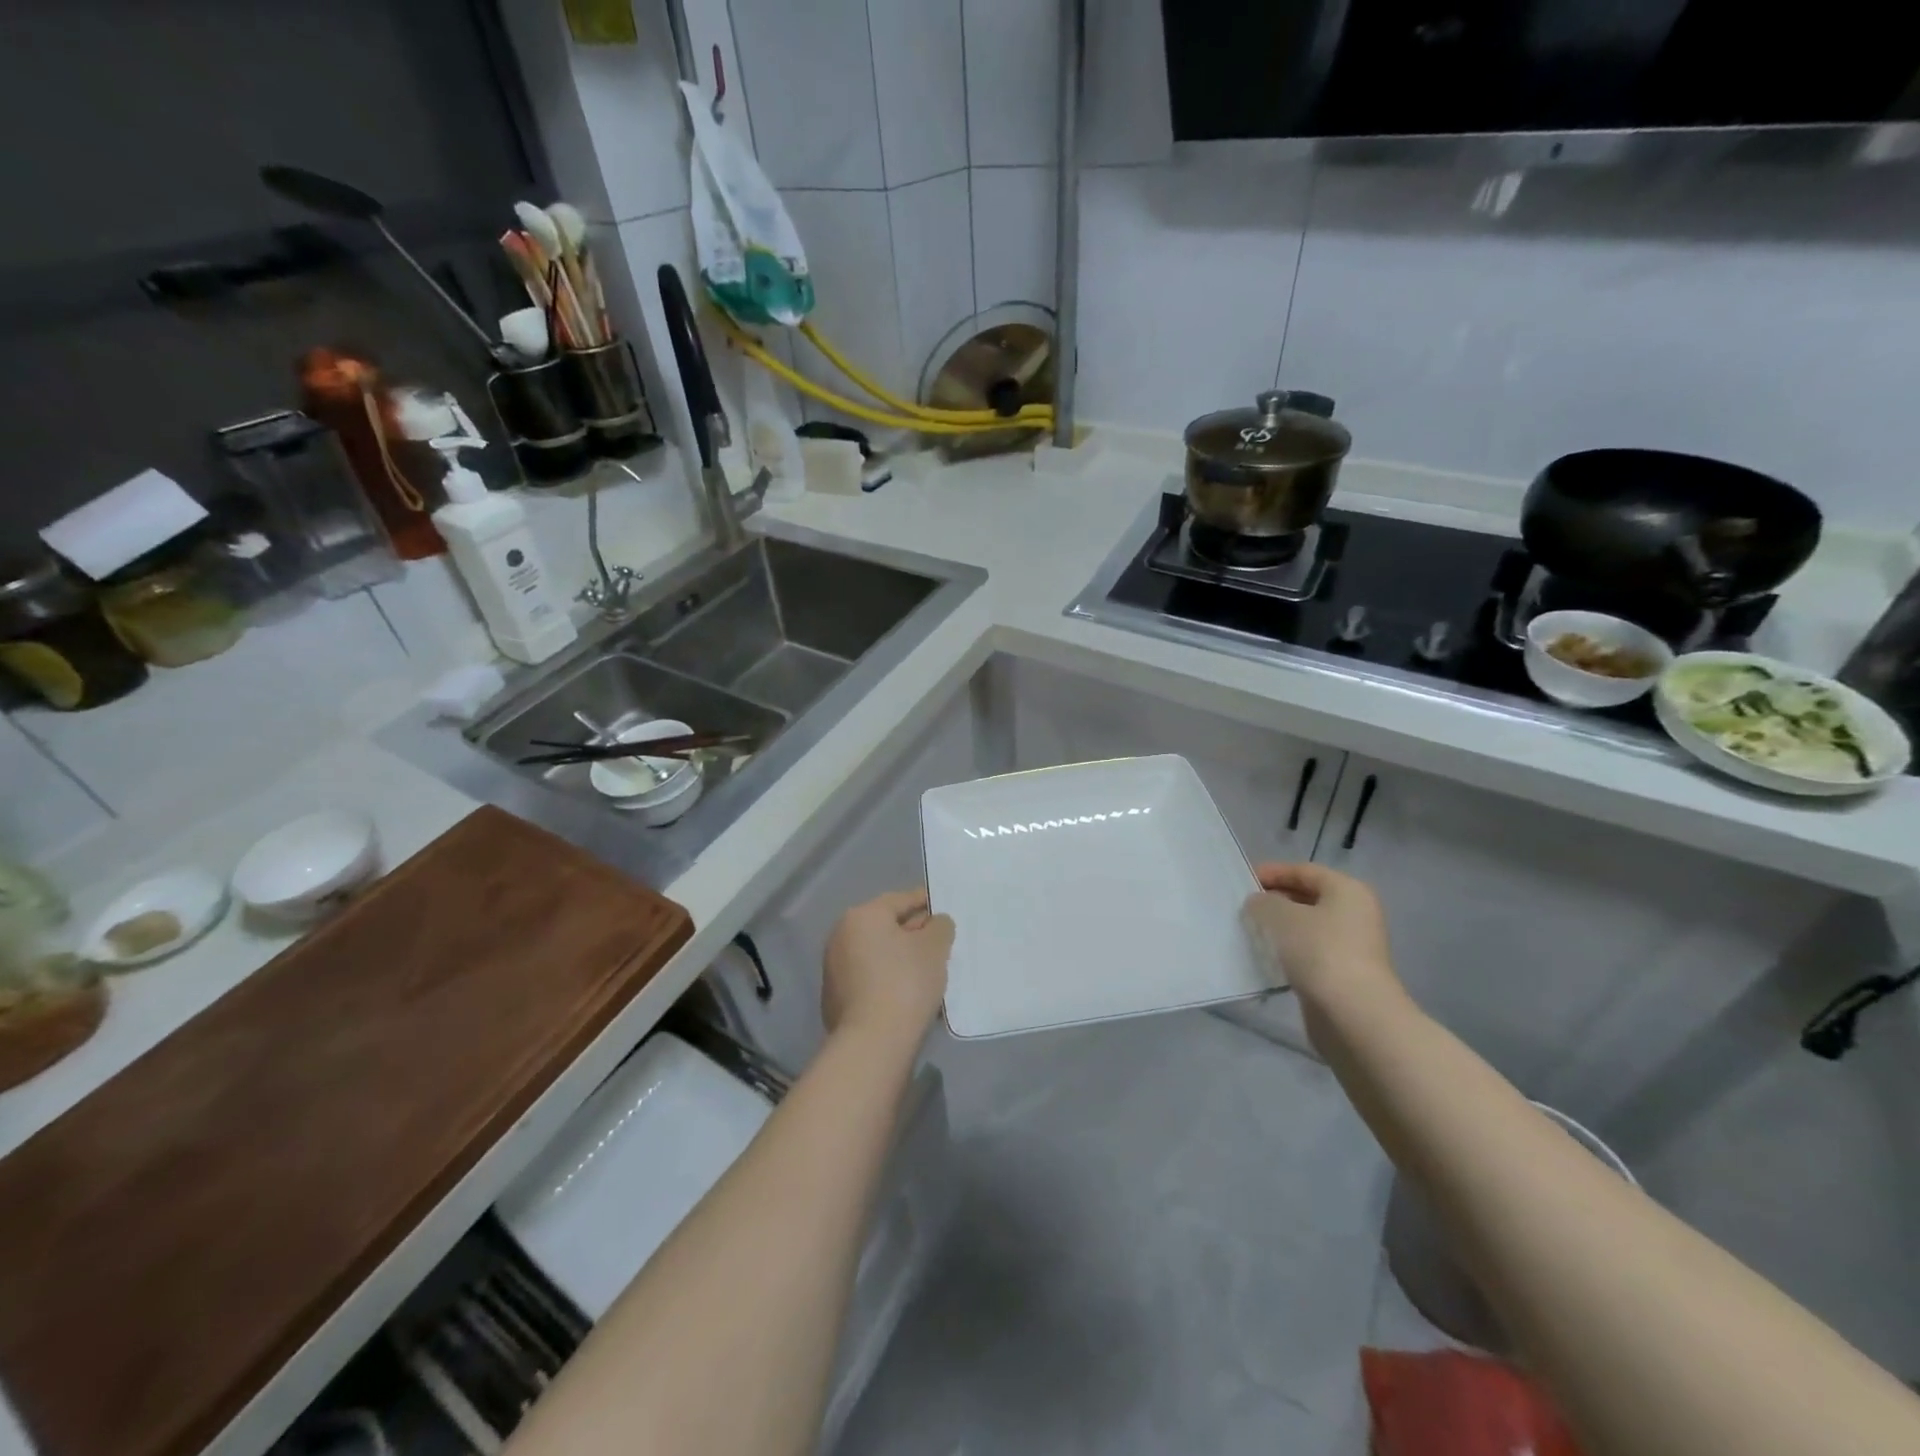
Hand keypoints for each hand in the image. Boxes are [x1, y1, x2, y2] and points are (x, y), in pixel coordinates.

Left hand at [822, 888, 953, 1045]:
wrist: (872, 1043)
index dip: (925, 901)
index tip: (944, 907)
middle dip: (914, 932)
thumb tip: (934, 923)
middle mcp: (841, 936)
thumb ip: (939, 926)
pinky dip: (889, 980)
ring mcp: (835, 969)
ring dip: (901, 958)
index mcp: (862, 916)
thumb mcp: (934, 947)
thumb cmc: (905, 982)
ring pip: (878, 954)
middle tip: (941, 941)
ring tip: (930, 970)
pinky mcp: (836, 999)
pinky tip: (910, 994)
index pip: (900, 900)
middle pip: (886, 927)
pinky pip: (870, 979)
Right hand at [1242, 862, 1399, 1009]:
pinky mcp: (1343, 975)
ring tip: (1249, 932)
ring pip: (1307, 929)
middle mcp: (1355, 915)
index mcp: (1348, 891)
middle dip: (1275, 901)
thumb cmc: (1319, 951)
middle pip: (1308, 899)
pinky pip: (1309, 954)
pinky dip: (1287, 953)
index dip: (1273, 872)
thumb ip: (1263, 902)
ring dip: (1279, 929)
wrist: (1352, 1014)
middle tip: (1243, 908)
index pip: (1305, 871)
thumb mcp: (1280, 916)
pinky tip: (1265, 959)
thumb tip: (1259, 904)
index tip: (1243, 881)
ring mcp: (1352, 947)